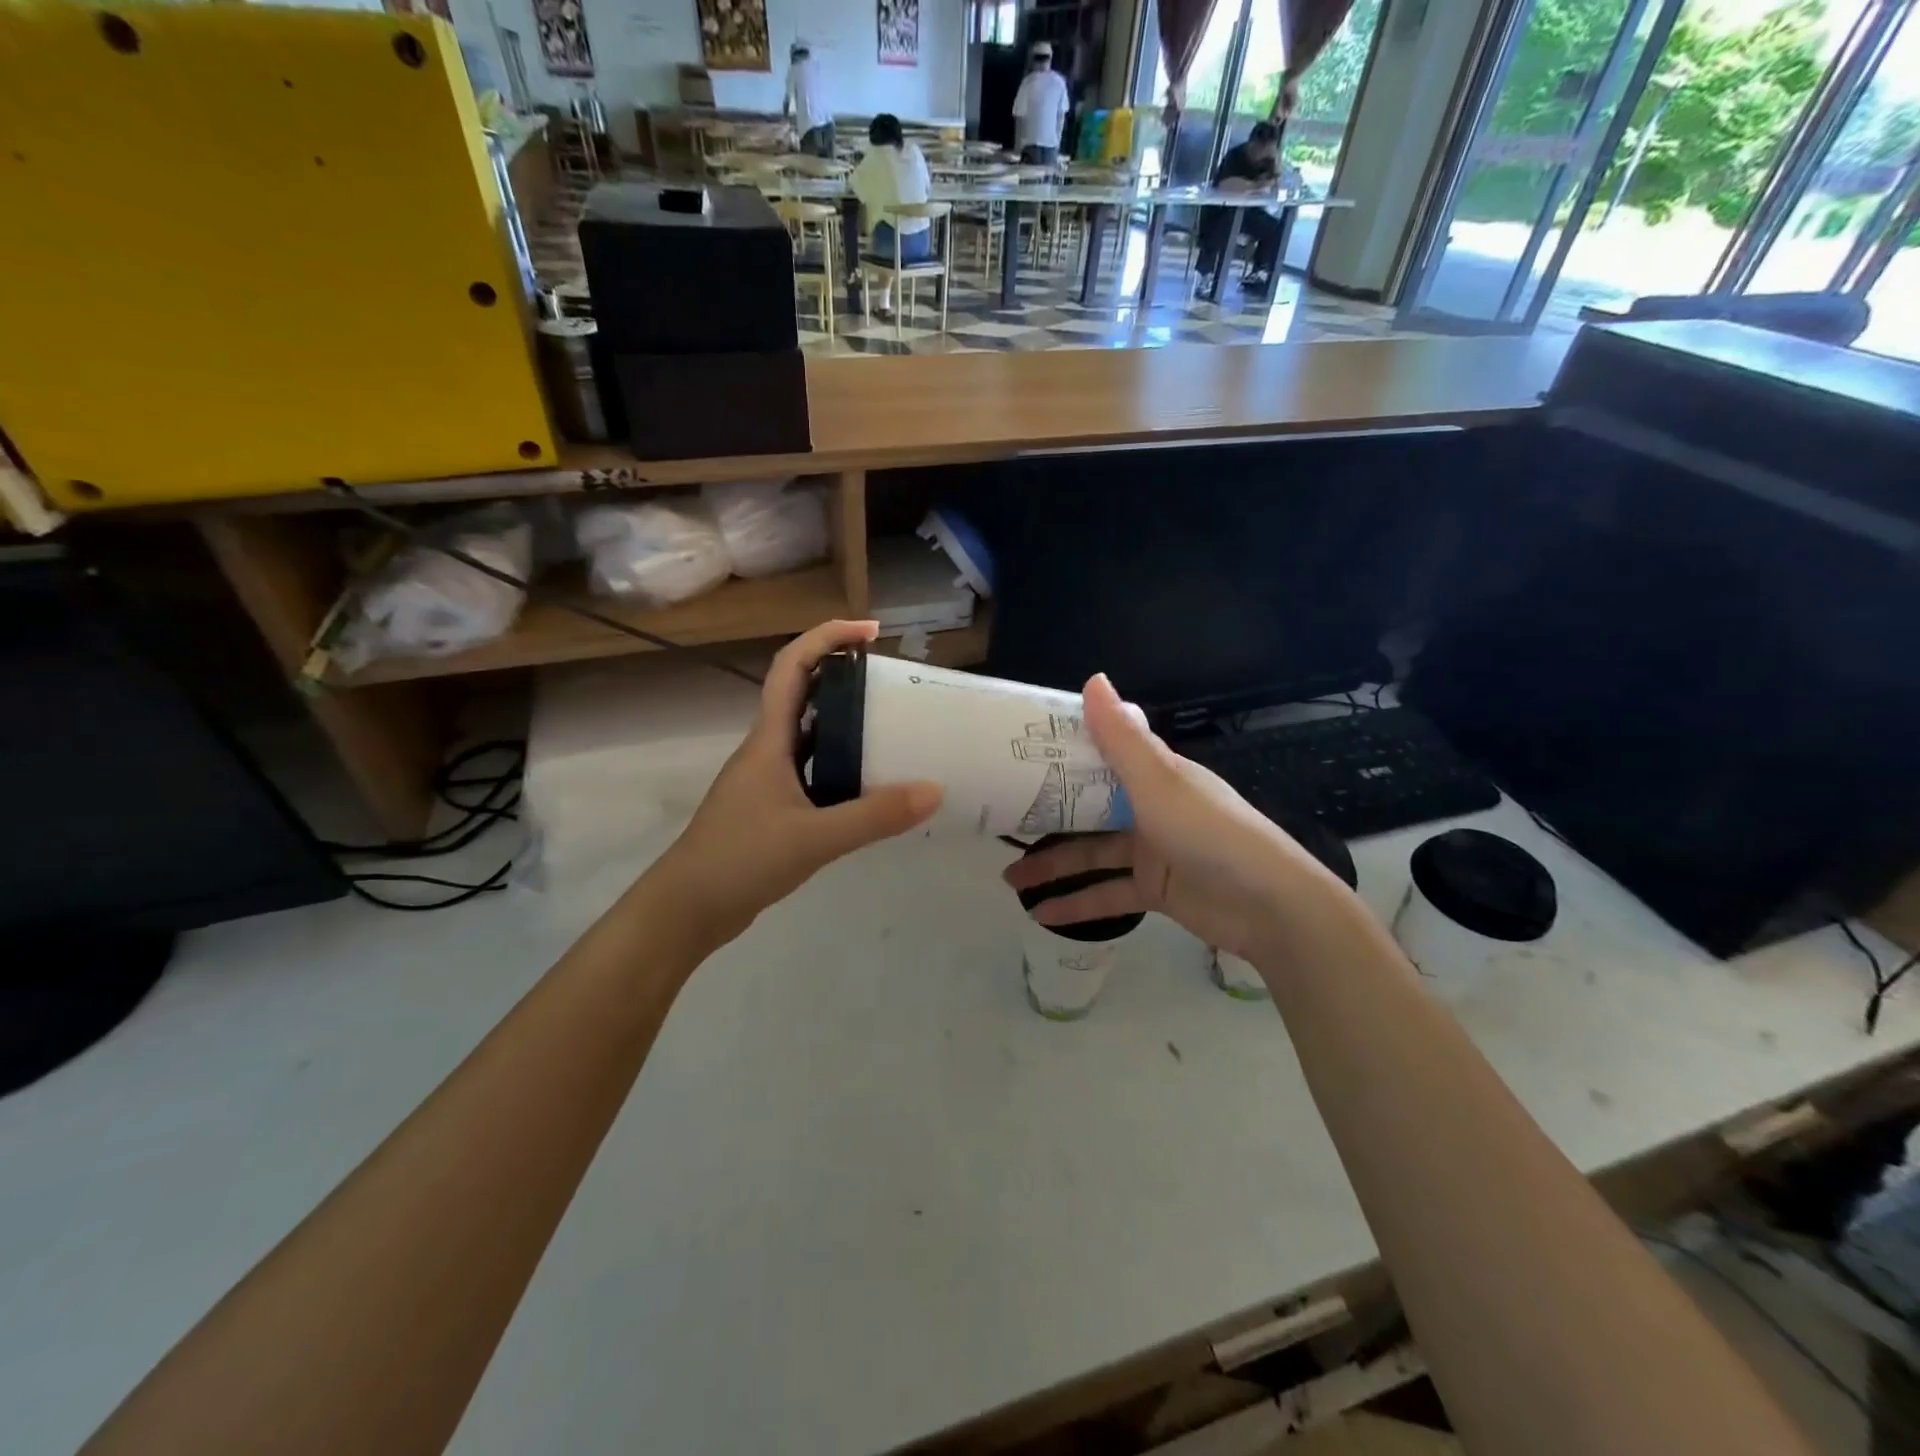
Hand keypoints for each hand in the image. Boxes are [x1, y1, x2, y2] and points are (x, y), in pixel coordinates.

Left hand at [654, 621, 941, 948]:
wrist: (687, 909)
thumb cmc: (739, 860)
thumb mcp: (813, 838)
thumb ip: (874, 816)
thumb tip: (934, 790)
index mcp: (769, 740)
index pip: (793, 668)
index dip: (828, 638)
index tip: (871, 631)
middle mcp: (768, 751)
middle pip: (806, 696)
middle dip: (847, 679)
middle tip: (894, 684)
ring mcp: (769, 781)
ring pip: (813, 738)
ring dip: (848, 726)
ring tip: (894, 728)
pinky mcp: (774, 809)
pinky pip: (816, 773)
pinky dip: (844, 769)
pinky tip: (872, 786)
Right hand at [1002, 674, 1348, 959]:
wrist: (1270, 907)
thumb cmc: (1211, 833)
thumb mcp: (1160, 783)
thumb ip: (1122, 739)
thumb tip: (1093, 679)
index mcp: (1154, 774)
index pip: (1100, 755)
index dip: (1060, 754)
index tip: (1016, 755)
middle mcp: (1149, 807)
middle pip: (1087, 807)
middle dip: (1046, 815)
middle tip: (1002, 820)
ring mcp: (1151, 850)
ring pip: (1091, 853)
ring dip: (1053, 865)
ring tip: (1009, 877)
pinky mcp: (1154, 890)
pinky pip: (1107, 894)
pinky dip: (1077, 904)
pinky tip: (1041, 915)